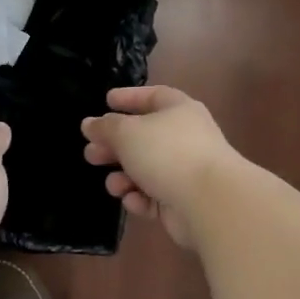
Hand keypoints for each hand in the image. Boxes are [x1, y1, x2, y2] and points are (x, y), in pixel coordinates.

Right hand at [81, 86, 240, 248]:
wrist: (209, 202)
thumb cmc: (166, 153)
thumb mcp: (126, 132)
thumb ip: (104, 127)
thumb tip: (90, 124)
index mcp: (177, 111)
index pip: (153, 96)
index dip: (129, 97)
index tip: (106, 101)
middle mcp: (184, 138)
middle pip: (142, 137)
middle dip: (114, 147)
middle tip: (91, 154)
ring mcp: (185, 171)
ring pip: (145, 170)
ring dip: (123, 177)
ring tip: (113, 185)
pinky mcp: (182, 201)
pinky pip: (153, 195)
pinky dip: (140, 198)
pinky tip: (133, 200)